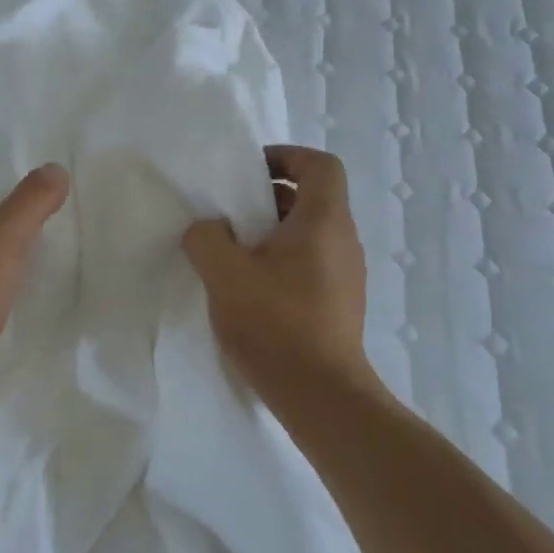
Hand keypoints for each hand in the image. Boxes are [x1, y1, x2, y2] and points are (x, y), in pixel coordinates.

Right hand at [182, 146, 371, 403]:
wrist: (321, 395)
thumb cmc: (275, 323)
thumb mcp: (224, 273)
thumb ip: (207, 238)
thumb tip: (209, 229)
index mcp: (324, 221)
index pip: (320, 165)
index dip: (286, 156)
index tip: (249, 172)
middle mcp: (343, 240)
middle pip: (312, 198)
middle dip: (268, 197)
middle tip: (230, 213)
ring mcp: (346, 275)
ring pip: (309, 233)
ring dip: (272, 232)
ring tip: (232, 253)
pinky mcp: (340, 303)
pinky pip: (310, 263)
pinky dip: (281, 261)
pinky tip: (250, 289)